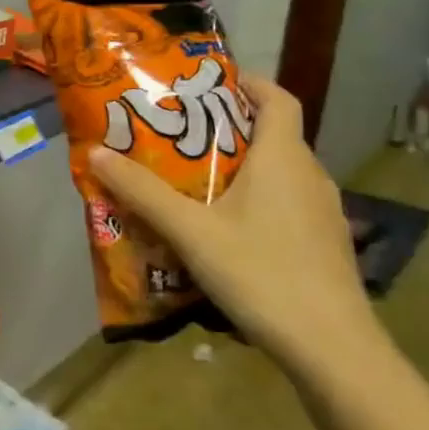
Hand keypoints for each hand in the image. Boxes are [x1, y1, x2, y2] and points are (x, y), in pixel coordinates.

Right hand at [87, 75, 383, 375]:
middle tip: (179, 133)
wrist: (332, 348)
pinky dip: (255, 201)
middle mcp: (310, 176)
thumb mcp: (191, 230)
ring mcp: (323, 213)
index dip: (247, 82)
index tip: (209, 80)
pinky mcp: (323, 245)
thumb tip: (95, 152)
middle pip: (272, 135)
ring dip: (240, 167)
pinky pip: (285, 205)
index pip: (277, 98)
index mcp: (284, 158)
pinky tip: (223, 229)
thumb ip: (142, 191)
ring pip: (279, 173)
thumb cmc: (261, 273)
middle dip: (227, 127)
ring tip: (191, 180)